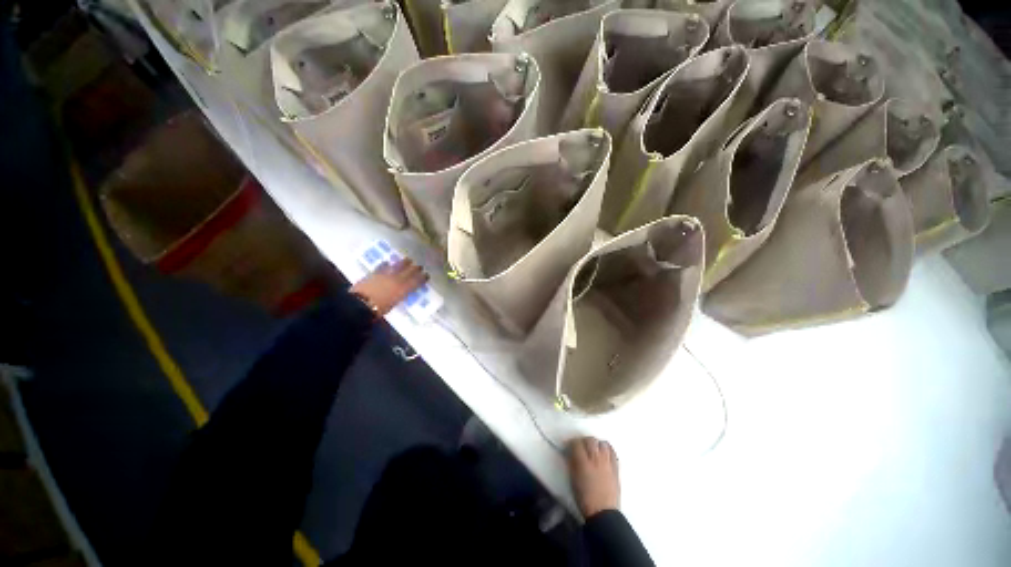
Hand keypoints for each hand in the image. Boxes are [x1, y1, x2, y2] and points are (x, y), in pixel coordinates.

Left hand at [350, 259, 427, 316]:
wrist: (360, 304)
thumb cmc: (378, 309)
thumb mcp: (393, 304)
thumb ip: (399, 295)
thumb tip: (402, 291)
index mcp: (403, 289)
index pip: (416, 282)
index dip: (422, 278)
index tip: (426, 275)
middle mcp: (396, 280)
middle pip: (409, 272)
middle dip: (415, 268)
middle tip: (419, 266)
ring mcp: (385, 275)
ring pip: (397, 266)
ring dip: (404, 262)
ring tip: (408, 260)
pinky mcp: (374, 273)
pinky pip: (382, 266)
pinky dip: (386, 264)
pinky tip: (388, 262)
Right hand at [567, 436, 620, 518]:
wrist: (603, 513)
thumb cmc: (584, 498)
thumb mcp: (573, 479)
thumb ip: (572, 462)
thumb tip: (570, 453)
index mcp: (583, 463)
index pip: (576, 443)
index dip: (571, 442)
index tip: (568, 445)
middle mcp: (596, 459)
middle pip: (590, 440)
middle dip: (583, 441)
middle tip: (580, 446)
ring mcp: (607, 463)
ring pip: (602, 443)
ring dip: (596, 444)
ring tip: (593, 449)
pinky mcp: (616, 468)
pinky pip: (612, 452)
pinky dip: (607, 449)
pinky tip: (603, 453)